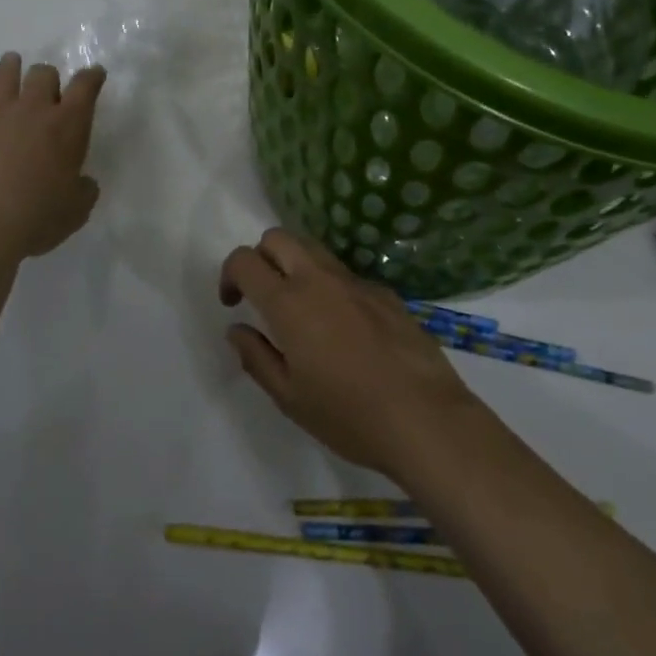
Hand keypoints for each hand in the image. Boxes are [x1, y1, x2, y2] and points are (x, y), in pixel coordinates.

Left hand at [0, 53, 104, 260]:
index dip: (92, 77)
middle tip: (48, 86)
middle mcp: (34, 110)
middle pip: (43, 74)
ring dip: (11, 66)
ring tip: (11, 63)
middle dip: (48, 76)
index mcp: (68, 127)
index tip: (95, 74)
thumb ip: (83, 190)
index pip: (86, 87)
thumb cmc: (36, 220)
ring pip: (5, 75)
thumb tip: (82, 182)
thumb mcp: (76, 211)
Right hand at [219, 228, 483, 477]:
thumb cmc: (348, 415)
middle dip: (261, 257)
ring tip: (301, 310)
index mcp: (289, 303)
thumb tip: (237, 329)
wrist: (425, 417)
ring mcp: (357, 282)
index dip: (230, 275)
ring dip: (295, 265)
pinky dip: (331, 286)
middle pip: (278, 238)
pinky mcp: (386, 293)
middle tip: (263, 296)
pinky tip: (345, 330)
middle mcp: (320, 279)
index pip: (245, 260)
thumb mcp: (289, 397)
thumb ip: (256, 357)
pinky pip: (346, 275)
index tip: (233, 304)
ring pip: (314, 249)